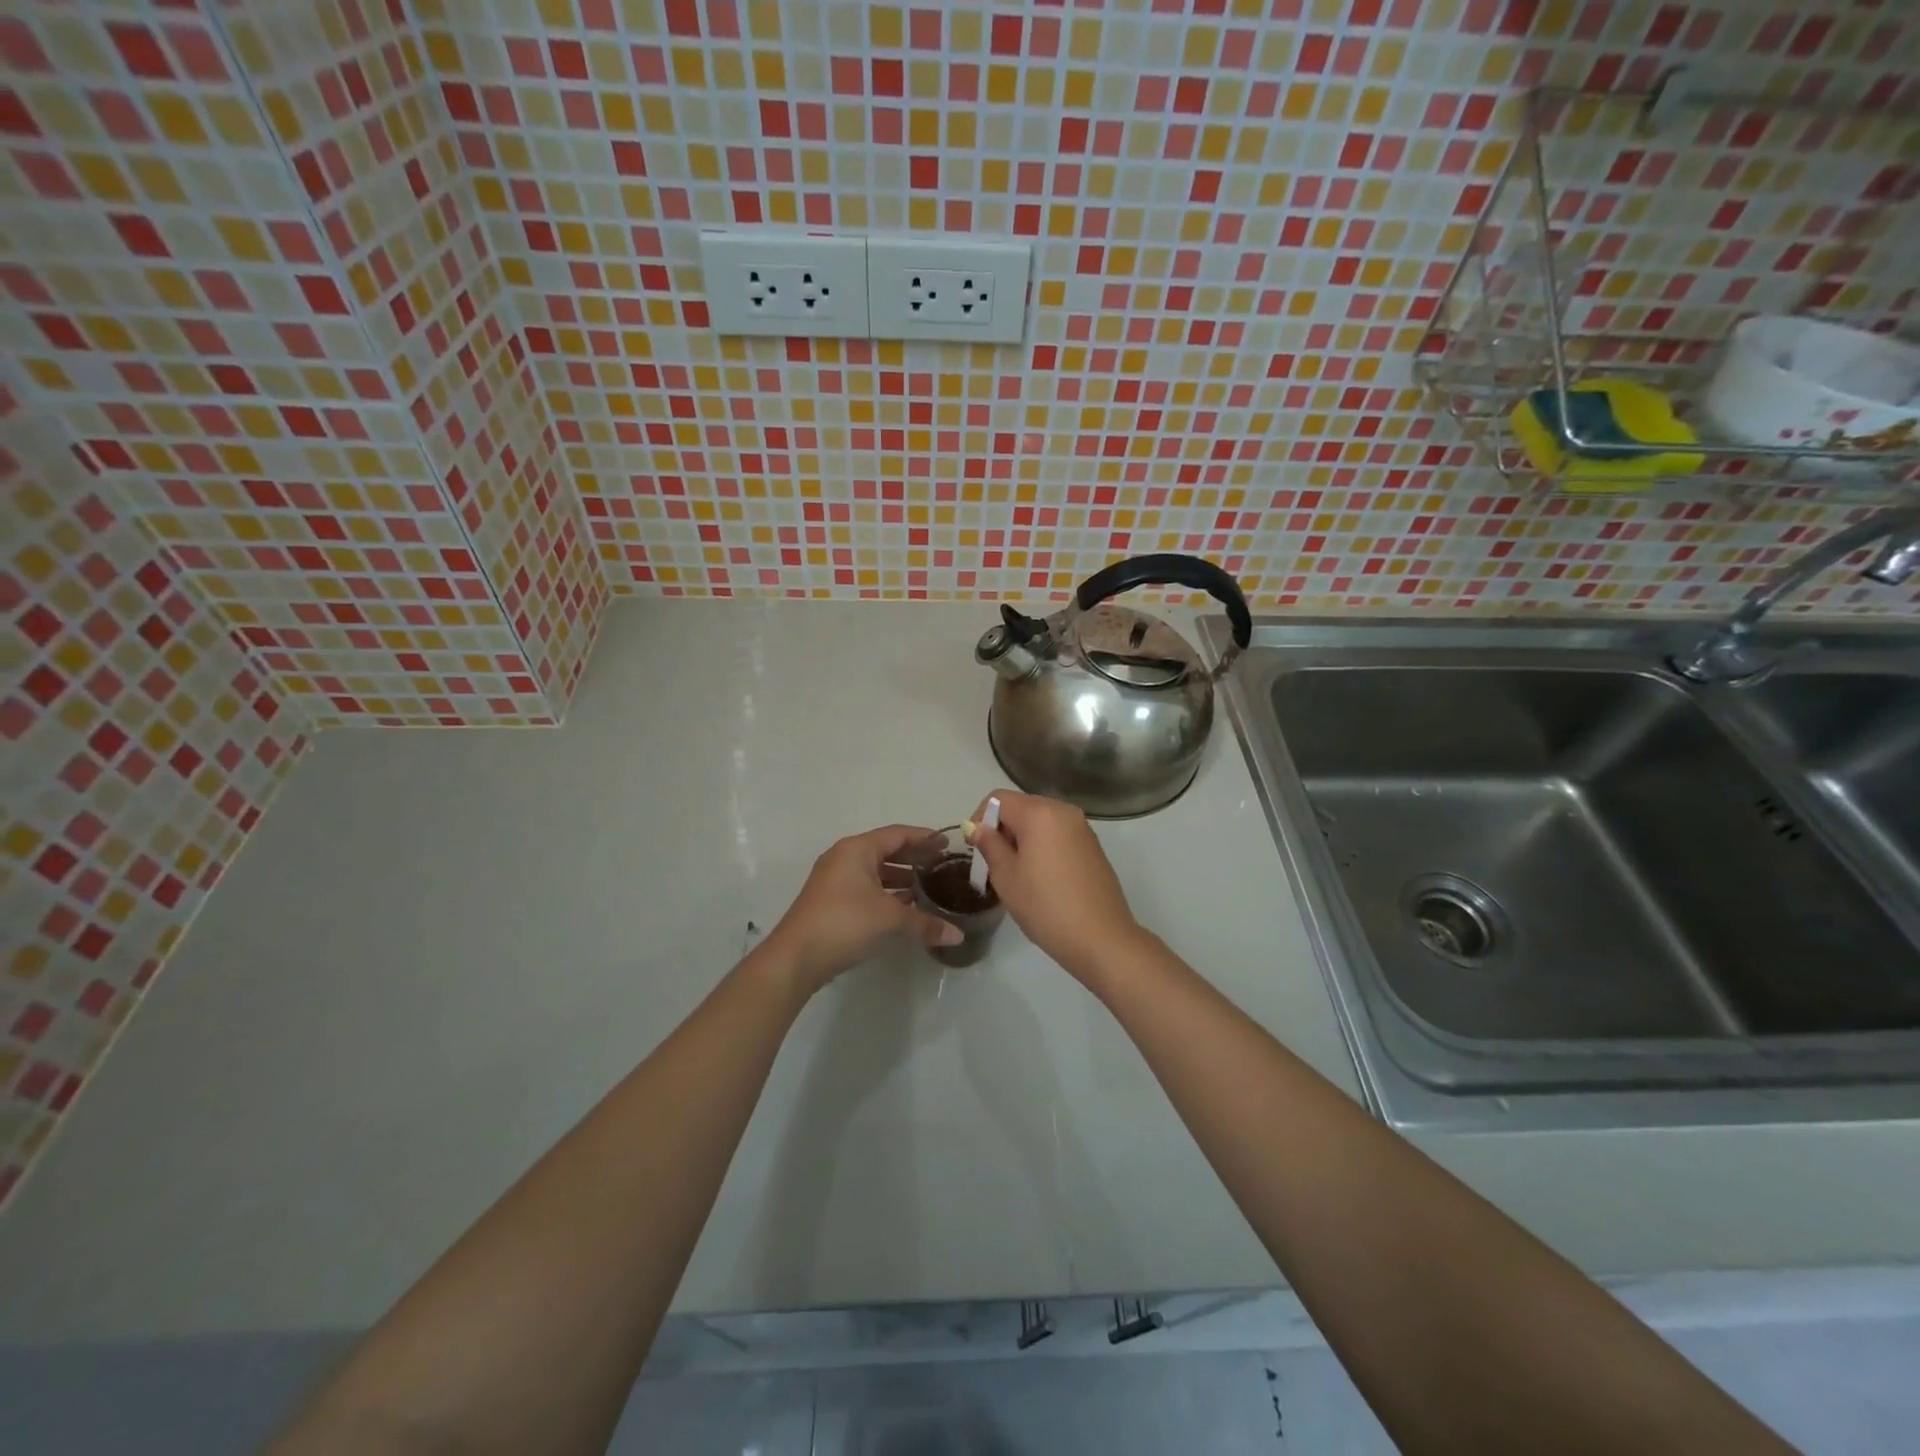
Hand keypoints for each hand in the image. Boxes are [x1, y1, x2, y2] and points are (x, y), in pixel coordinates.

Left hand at [764, 825, 962, 994]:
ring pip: (875, 871)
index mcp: (857, 850)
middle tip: (943, 865)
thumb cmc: (844, 923)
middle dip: (914, 857)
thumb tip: (958, 935)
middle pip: (886, 850)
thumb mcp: (890, 919)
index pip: (898, 834)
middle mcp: (844, 857)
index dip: (924, 837)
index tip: (948, 843)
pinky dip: (887, 892)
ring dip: (901, 877)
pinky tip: (905, 907)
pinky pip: (866, 887)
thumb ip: (925, 923)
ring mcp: (835, 880)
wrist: (795, 958)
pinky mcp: (831, 901)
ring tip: (928, 887)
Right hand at [967, 790, 1145, 981]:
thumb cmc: (1046, 906)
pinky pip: (1058, 834)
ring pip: (1041, 821)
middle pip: (1022, 806)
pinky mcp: (1093, 846)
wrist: (1101, 938)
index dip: (981, 818)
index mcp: (1040, 813)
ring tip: (1017, 873)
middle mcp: (1064, 811)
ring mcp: (1082, 828)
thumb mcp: (1007, 877)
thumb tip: (978, 827)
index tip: (976, 848)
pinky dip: (1043, 845)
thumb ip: (989, 845)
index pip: (999, 798)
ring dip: (1022, 838)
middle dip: (1002, 828)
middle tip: (994, 863)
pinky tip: (1042, 878)